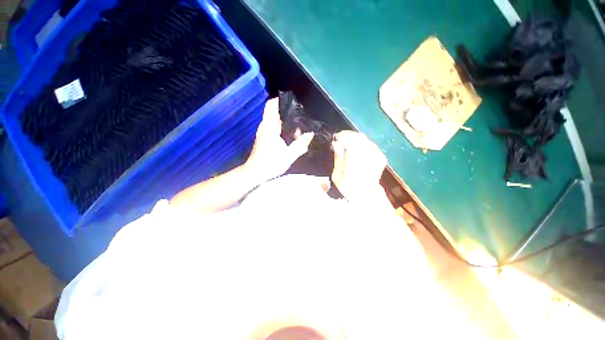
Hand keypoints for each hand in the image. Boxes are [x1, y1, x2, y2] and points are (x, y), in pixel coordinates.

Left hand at [245, 98, 313, 181]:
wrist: (256, 172)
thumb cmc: (271, 163)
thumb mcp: (289, 155)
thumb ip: (301, 144)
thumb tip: (311, 134)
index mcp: (270, 127)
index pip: (271, 105)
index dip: (281, 100)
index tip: (294, 102)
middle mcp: (265, 126)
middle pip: (275, 112)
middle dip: (289, 113)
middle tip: (302, 118)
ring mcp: (264, 131)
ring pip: (276, 120)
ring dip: (287, 122)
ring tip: (300, 128)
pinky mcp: (265, 137)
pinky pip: (275, 127)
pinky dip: (283, 128)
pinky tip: (292, 136)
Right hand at [331, 131, 386, 200]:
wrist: (366, 194)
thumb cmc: (348, 187)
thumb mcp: (337, 176)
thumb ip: (338, 158)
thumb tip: (336, 143)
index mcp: (356, 166)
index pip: (352, 143)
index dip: (343, 137)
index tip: (335, 138)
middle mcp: (369, 159)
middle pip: (359, 138)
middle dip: (347, 135)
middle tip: (339, 138)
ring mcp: (377, 157)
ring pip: (364, 139)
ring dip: (353, 138)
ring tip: (345, 142)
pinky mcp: (381, 157)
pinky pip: (369, 143)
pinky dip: (360, 142)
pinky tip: (354, 147)